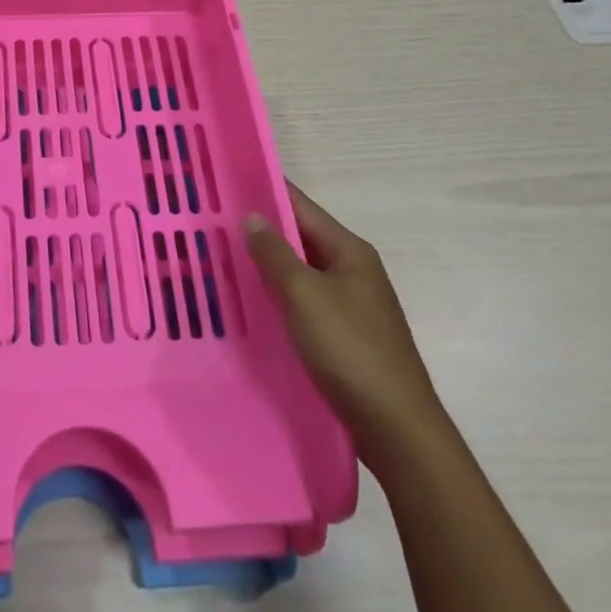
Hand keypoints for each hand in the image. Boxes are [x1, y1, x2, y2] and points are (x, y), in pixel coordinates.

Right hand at [245, 181, 446, 476]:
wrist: (398, 431)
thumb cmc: (351, 351)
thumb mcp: (305, 296)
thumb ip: (275, 254)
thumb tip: (252, 216)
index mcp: (350, 251)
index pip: (301, 206)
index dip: (265, 191)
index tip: (227, 180)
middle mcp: (353, 271)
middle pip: (300, 238)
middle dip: (260, 230)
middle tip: (212, 221)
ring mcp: (350, 305)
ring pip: (299, 273)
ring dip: (266, 266)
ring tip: (221, 257)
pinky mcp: (344, 337)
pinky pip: (303, 303)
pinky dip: (277, 297)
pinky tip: (249, 303)